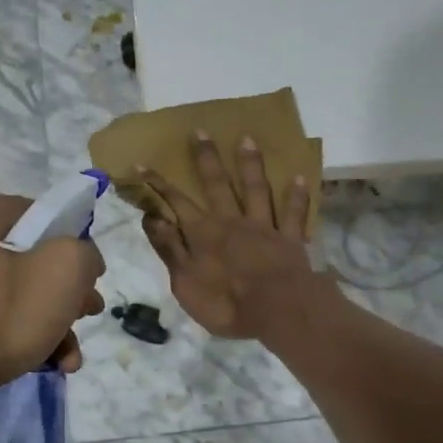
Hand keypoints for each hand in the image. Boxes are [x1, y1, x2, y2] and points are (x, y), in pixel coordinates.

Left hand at [0, 192, 106, 396]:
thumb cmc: (7, 311)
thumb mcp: (66, 267)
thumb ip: (86, 253)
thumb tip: (83, 263)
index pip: (51, 216)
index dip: (79, 245)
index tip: (91, 276)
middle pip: (41, 258)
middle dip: (72, 291)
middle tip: (89, 312)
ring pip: (27, 292)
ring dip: (58, 322)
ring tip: (72, 356)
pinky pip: (6, 317)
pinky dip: (32, 336)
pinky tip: (52, 363)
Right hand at [141, 134, 329, 340]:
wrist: (278, 310)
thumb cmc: (225, 304)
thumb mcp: (185, 283)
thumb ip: (170, 249)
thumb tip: (152, 218)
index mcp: (202, 233)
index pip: (175, 202)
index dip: (158, 183)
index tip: (142, 163)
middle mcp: (231, 221)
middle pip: (216, 184)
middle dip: (206, 158)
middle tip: (200, 131)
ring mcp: (263, 227)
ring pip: (256, 189)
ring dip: (250, 164)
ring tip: (247, 138)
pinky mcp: (290, 239)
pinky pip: (293, 213)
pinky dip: (297, 195)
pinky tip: (299, 177)